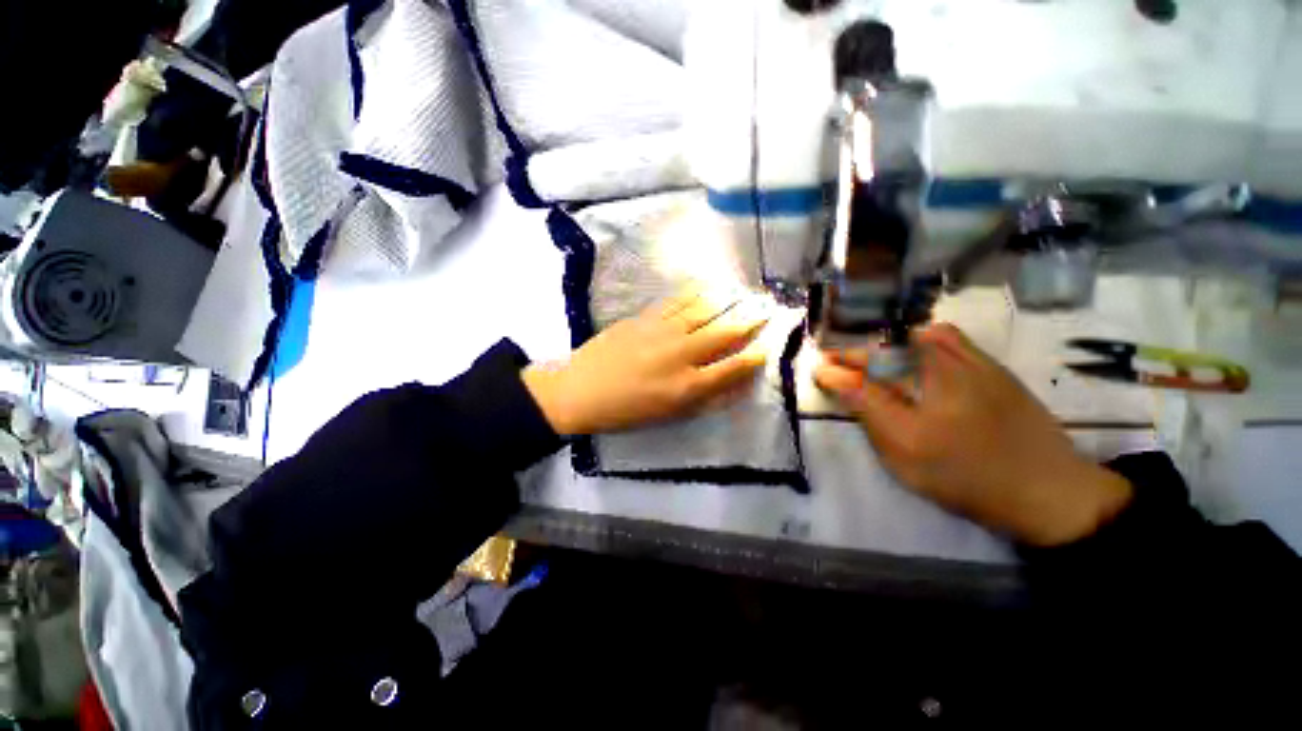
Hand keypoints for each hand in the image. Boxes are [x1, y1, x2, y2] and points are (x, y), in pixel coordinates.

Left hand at [523, 293, 769, 435]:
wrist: (580, 390)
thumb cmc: (625, 410)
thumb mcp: (668, 415)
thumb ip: (704, 399)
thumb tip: (734, 384)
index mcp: (687, 386)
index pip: (732, 367)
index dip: (754, 356)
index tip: (768, 345)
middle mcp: (681, 354)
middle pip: (723, 332)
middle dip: (750, 318)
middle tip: (768, 306)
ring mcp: (662, 331)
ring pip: (703, 310)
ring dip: (727, 299)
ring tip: (744, 291)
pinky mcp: (644, 318)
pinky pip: (676, 301)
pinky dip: (695, 292)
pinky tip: (707, 286)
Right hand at [814, 324, 1132, 546]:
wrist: (1047, 490)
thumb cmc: (967, 479)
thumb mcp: (905, 456)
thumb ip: (867, 411)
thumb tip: (834, 378)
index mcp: (922, 394)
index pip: (864, 370)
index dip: (836, 368)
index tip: (817, 370)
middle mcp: (946, 369)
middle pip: (888, 346)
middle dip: (854, 350)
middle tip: (837, 363)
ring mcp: (974, 363)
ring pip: (917, 336)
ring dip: (885, 341)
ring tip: (870, 357)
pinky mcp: (992, 366)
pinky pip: (948, 337)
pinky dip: (919, 337)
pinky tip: (912, 351)